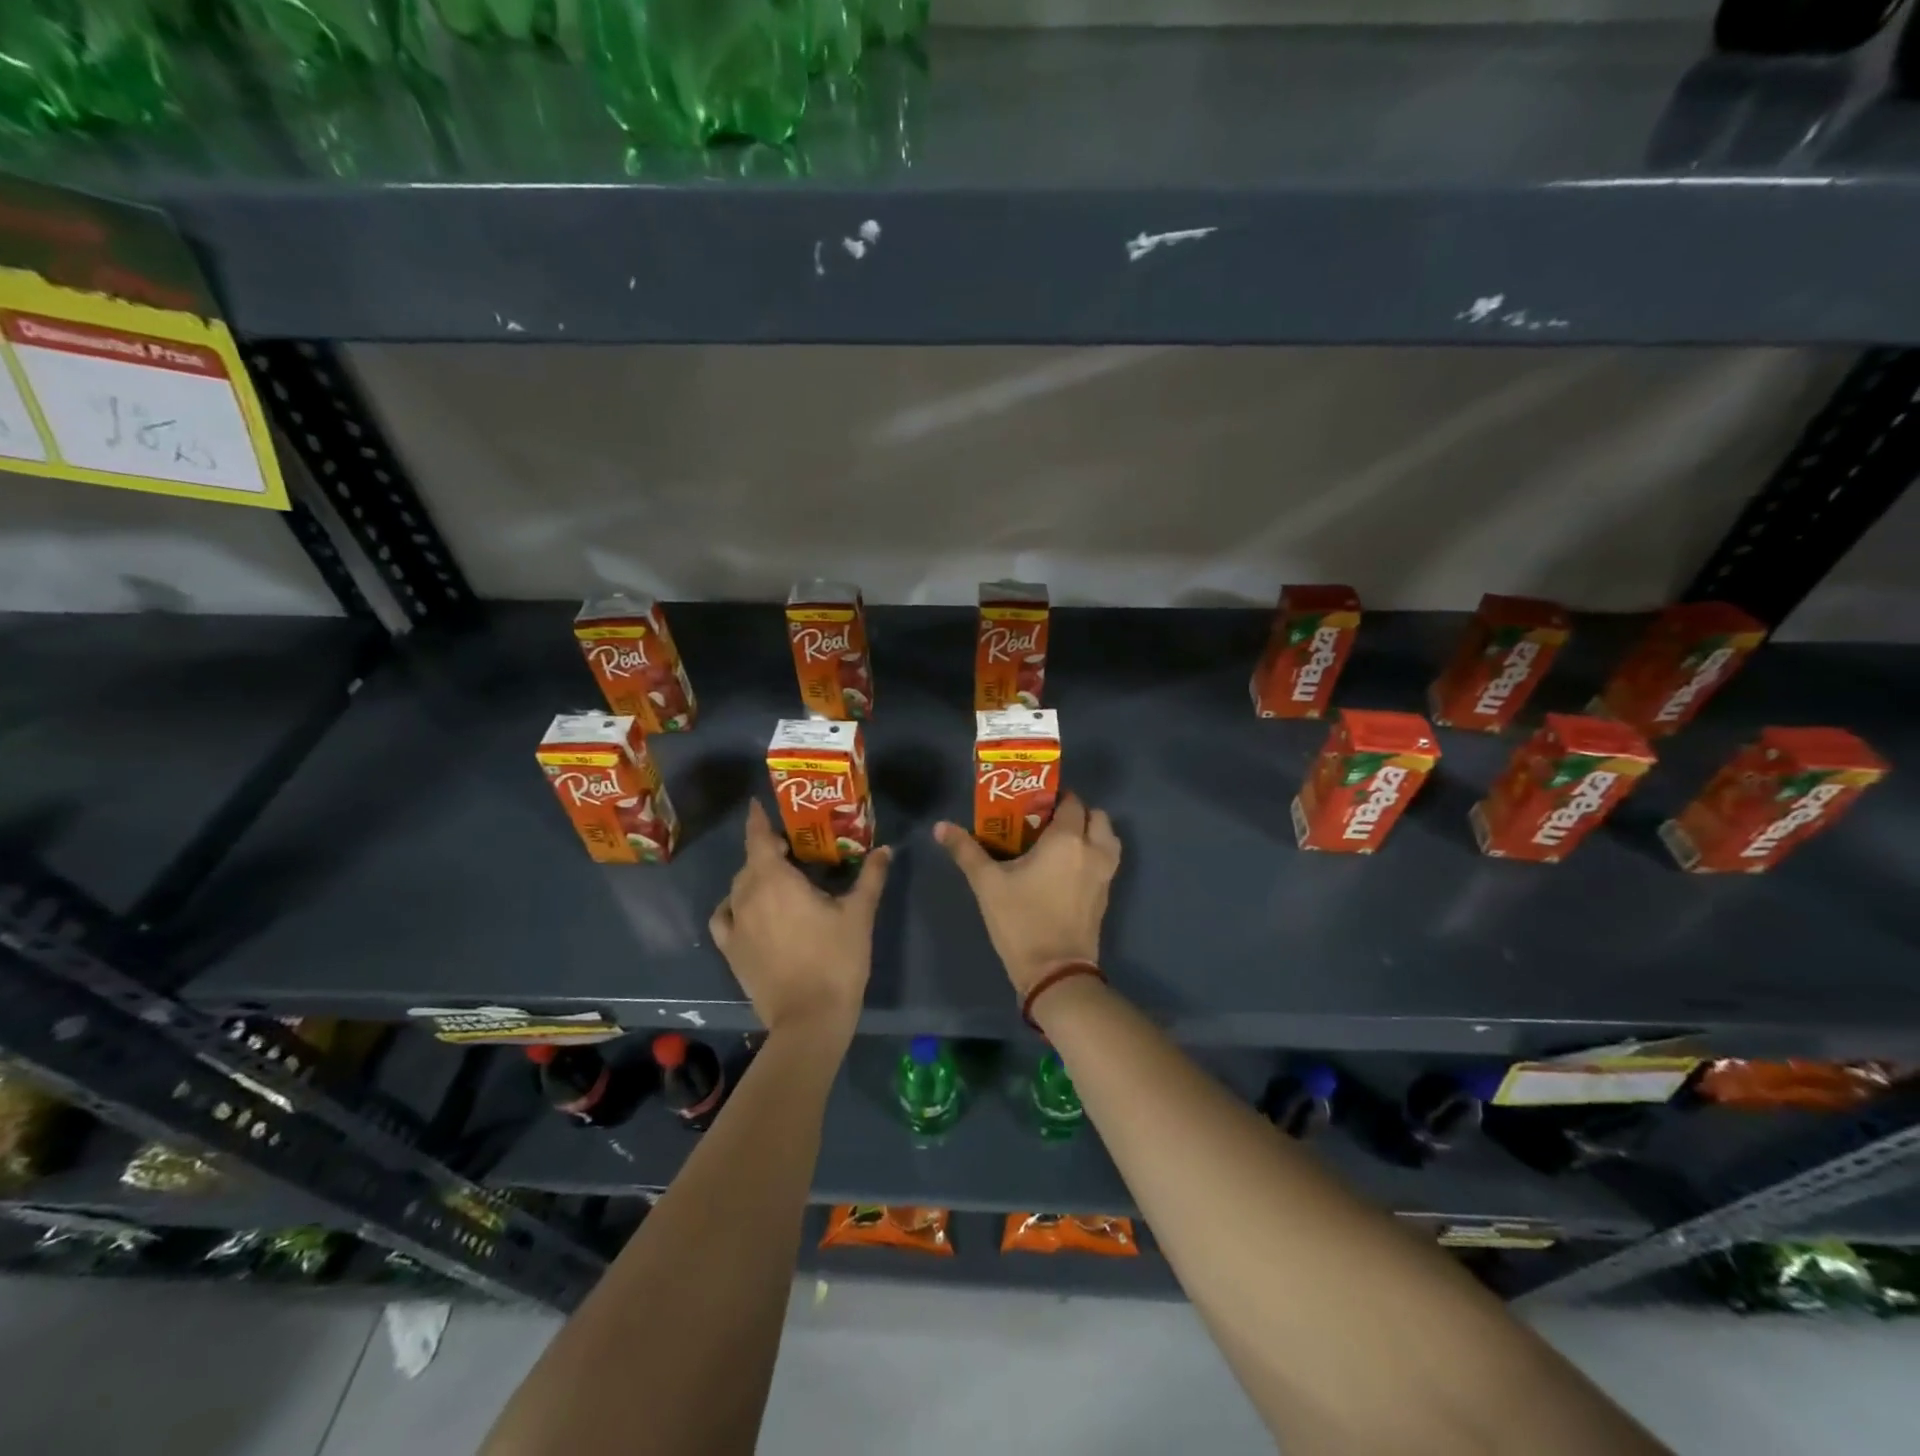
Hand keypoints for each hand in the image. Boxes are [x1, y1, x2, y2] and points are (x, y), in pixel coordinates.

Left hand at [710, 800, 890, 1037]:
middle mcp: (747, 895)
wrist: (810, 1018)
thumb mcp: (859, 914)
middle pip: (750, 862)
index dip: (757, 819)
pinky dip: (733, 905)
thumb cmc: (837, 959)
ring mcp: (735, 924)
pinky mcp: (731, 950)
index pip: (759, 838)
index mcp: (776, 880)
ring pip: (738, 887)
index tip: (757, 804)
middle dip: (765, 850)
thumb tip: (886, 849)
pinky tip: (747, 909)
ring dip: (753, 876)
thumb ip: (871, 877)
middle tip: (791, 848)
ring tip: (776, 879)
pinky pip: (725, 916)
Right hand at [933, 794, 1120, 999]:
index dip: (1054, 798)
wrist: (1055, 972)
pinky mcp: (1106, 895)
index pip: (1070, 802)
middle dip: (1075, 813)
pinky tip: (1068, 867)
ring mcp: (1105, 874)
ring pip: (1108, 838)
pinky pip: (1107, 861)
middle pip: (1095, 816)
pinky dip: (1094, 854)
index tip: (1032, 805)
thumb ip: (965, 851)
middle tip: (1047, 823)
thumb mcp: (987, 884)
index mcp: (1066, 839)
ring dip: (1091, 833)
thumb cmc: (1021, 921)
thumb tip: (940, 826)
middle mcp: (1093, 850)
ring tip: (1062, 843)